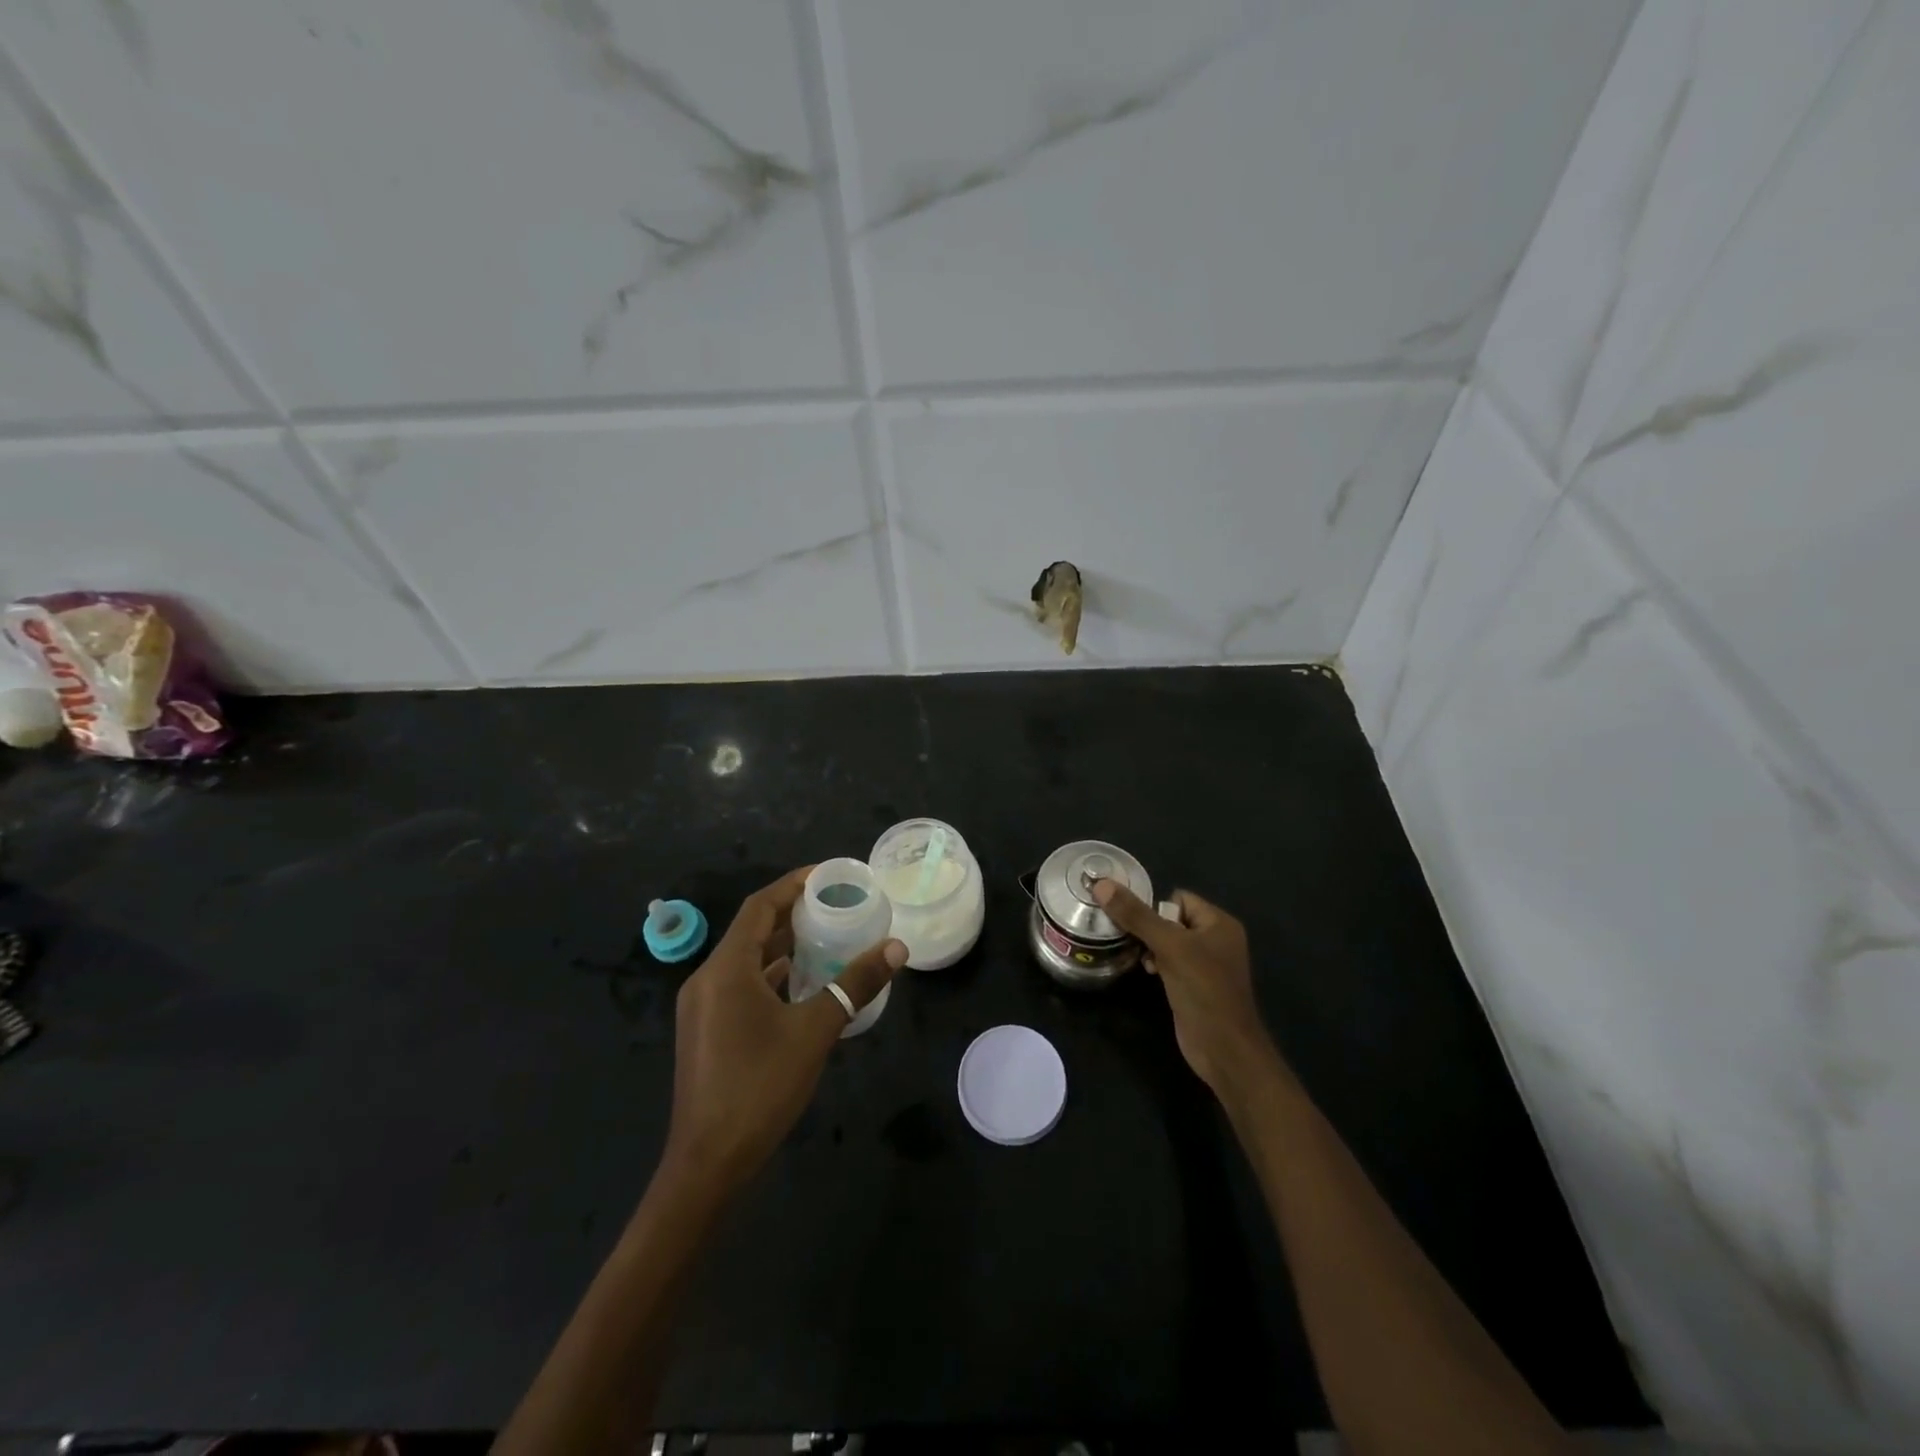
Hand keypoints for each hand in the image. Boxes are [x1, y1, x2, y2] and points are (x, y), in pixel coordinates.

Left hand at [663, 867, 906, 1197]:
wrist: (708, 1164)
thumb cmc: (759, 1087)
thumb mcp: (814, 1031)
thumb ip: (854, 985)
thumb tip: (896, 948)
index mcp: (726, 969)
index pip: (759, 907)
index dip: (792, 885)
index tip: (828, 876)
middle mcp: (707, 980)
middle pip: (752, 930)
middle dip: (792, 914)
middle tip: (836, 905)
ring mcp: (703, 1008)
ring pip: (746, 960)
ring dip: (783, 946)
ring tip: (827, 937)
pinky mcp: (706, 1031)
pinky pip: (741, 985)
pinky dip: (771, 976)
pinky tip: (802, 984)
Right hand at [1092, 879, 1279, 1100]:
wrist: (1223, 1048)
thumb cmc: (1203, 990)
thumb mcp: (1169, 946)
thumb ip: (1136, 915)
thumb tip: (1102, 884)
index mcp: (1219, 923)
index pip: (1179, 898)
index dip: (1157, 908)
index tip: (1139, 925)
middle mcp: (1216, 939)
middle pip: (1171, 919)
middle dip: (1149, 929)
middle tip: (1133, 941)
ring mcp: (1206, 964)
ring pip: (1168, 942)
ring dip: (1151, 948)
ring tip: (1142, 960)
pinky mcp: (1195, 985)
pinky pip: (1171, 962)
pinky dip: (1157, 964)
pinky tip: (1148, 974)